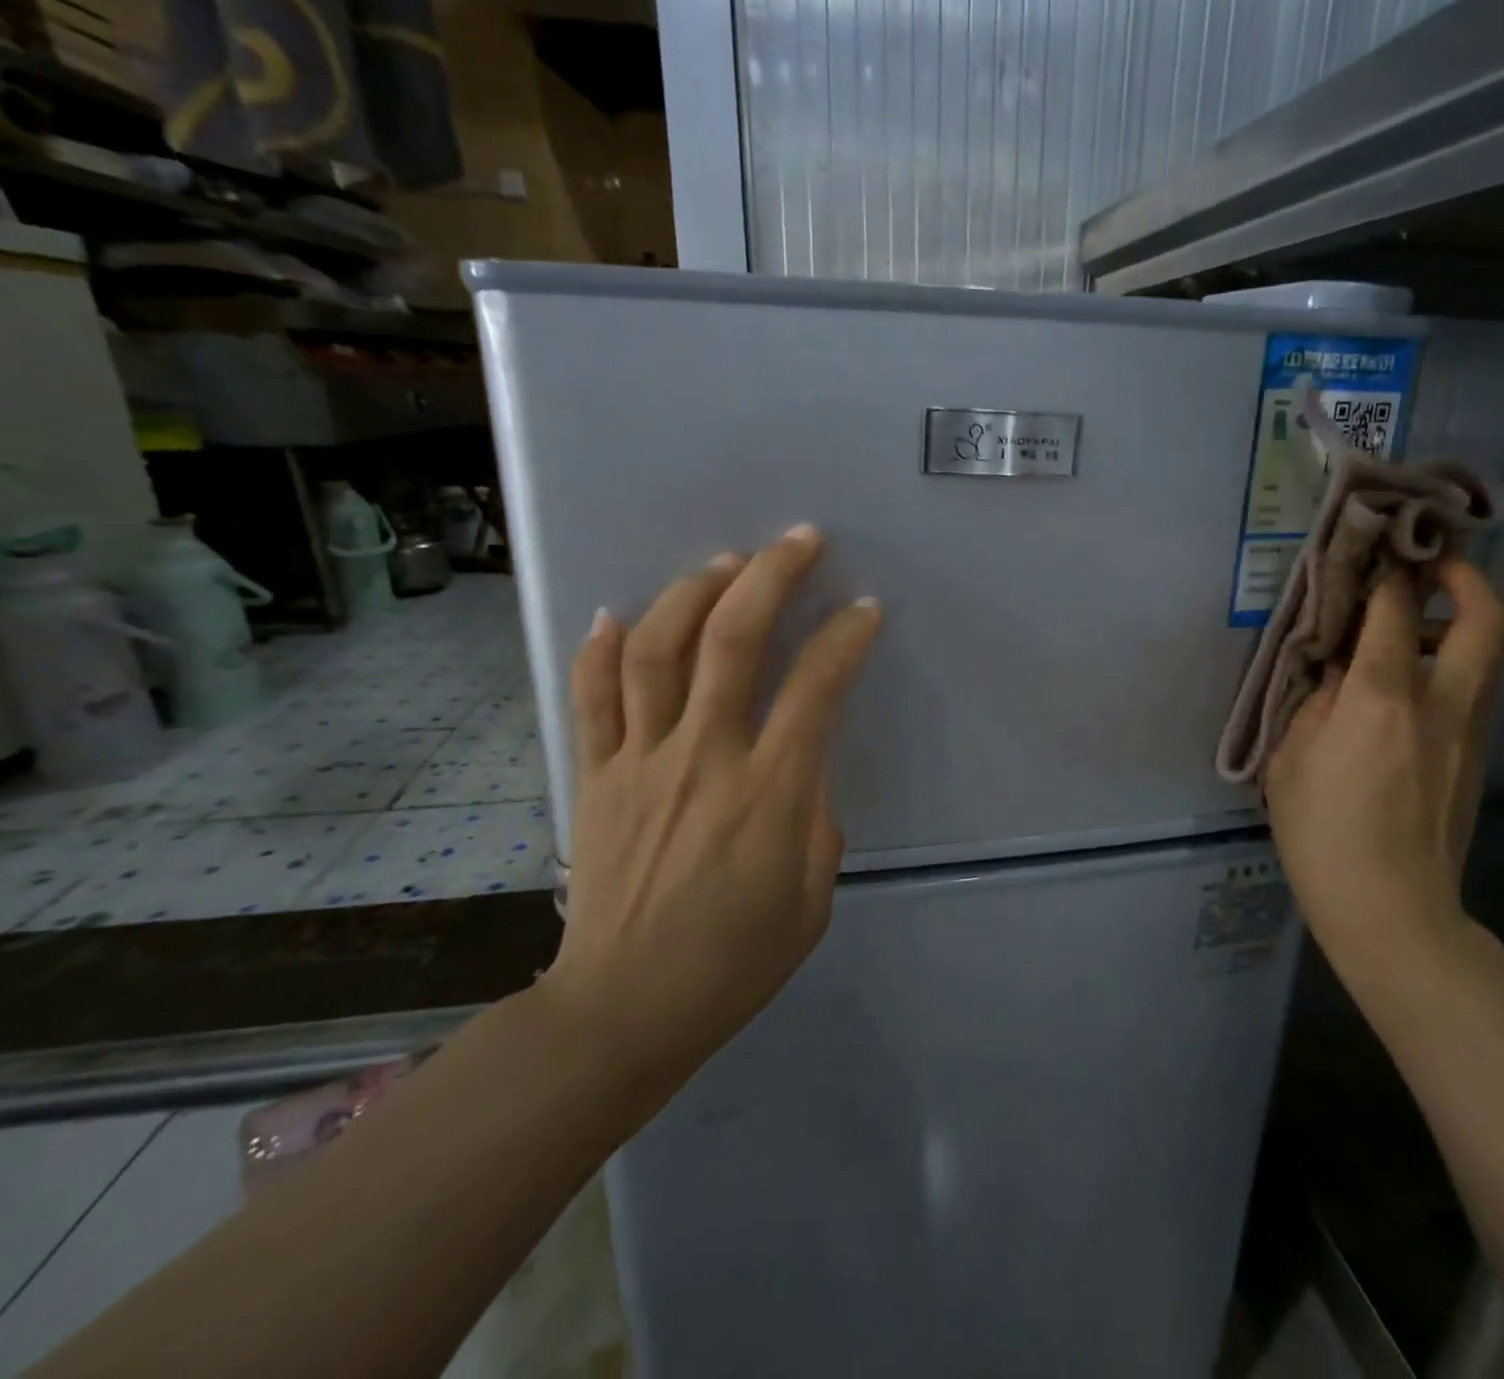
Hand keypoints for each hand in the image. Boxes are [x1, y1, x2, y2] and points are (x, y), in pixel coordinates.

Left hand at [540, 524, 881, 1103]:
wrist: (625, 1009)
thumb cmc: (735, 961)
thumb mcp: (812, 897)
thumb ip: (817, 817)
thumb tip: (804, 765)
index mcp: (768, 792)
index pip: (816, 687)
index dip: (845, 638)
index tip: (864, 610)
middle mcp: (704, 757)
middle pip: (732, 641)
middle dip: (770, 577)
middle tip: (798, 540)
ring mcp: (641, 760)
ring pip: (658, 651)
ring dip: (693, 592)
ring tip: (724, 562)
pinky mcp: (596, 776)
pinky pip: (593, 698)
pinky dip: (603, 649)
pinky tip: (618, 614)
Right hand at [1262, 559, 1503, 965]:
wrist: (1391, 906)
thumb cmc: (1322, 832)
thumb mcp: (1291, 759)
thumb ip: (1315, 702)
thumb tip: (1336, 670)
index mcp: (1382, 698)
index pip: (1396, 611)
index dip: (1388, 573)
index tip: (1376, 552)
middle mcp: (1440, 702)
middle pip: (1486, 619)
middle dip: (1466, 578)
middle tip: (1433, 566)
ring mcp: (1469, 731)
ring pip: (1488, 654)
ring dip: (1460, 623)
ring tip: (1409, 627)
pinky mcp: (1475, 756)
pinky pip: (1474, 690)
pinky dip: (1451, 665)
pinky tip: (1404, 687)